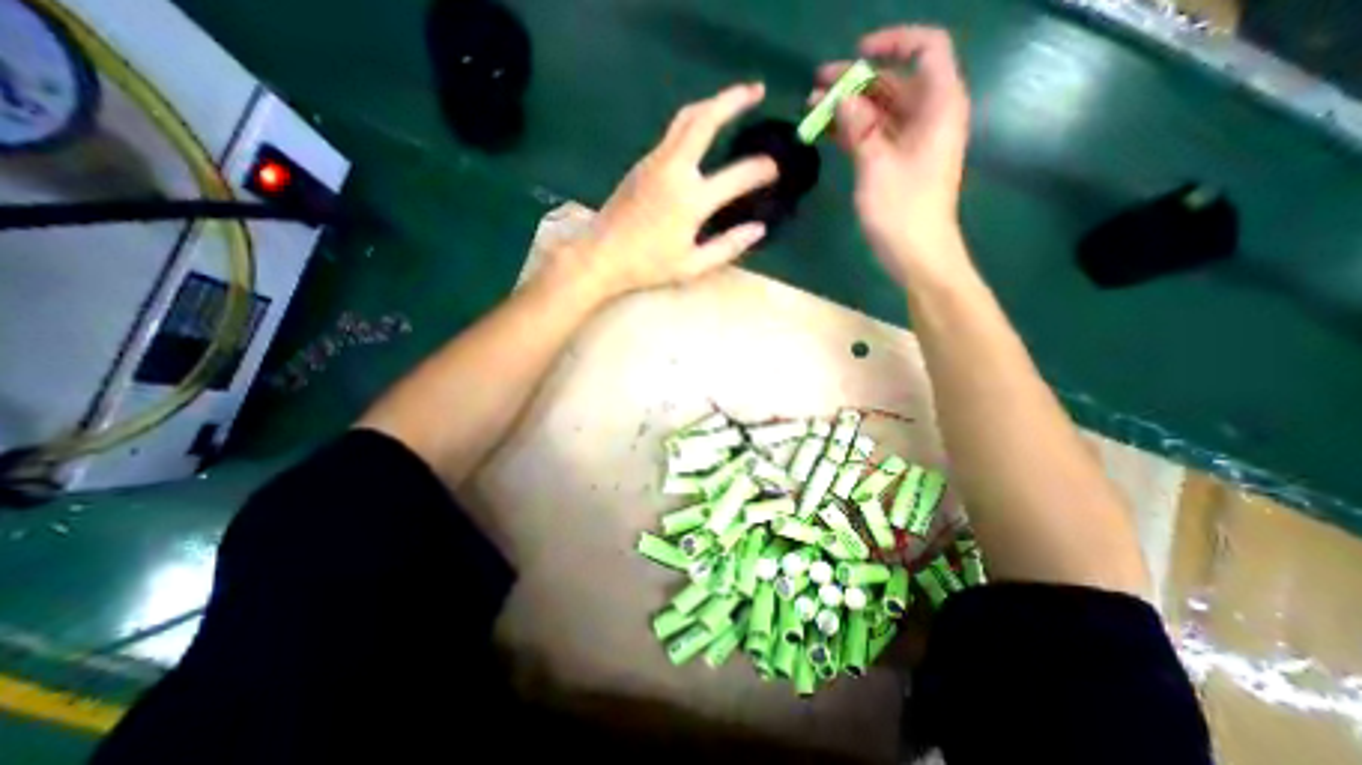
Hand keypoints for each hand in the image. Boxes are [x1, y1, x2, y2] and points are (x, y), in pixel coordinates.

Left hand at [543, 81, 776, 301]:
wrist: (602, 254)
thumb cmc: (648, 265)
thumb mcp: (692, 266)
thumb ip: (727, 247)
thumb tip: (758, 229)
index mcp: (691, 200)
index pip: (737, 176)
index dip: (762, 170)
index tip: (776, 169)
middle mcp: (675, 170)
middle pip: (705, 120)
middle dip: (733, 100)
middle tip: (757, 91)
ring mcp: (656, 161)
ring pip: (686, 118)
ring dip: (713, 103)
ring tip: (734, 101)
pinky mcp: (643, 162)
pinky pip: (674, 133)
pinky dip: (695, 122)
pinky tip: (704, 131)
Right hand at [814, 27, 972, 283]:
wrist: (917, 254)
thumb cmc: (902, 211)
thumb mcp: (877, 166)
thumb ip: (859, 128)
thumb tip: (841, 97)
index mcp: (938, 105)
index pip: (925, 50)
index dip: (893, 42)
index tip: (855, 55)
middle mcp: (928, 116)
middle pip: (894, 82)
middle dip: (855, 81)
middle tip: (816, 85)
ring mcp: (912, 142)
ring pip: (879, 111)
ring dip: (848, 108)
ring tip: (811, 108)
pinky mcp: (897, 163)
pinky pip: (874, 136)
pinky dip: (851, 132)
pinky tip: (825, 132)